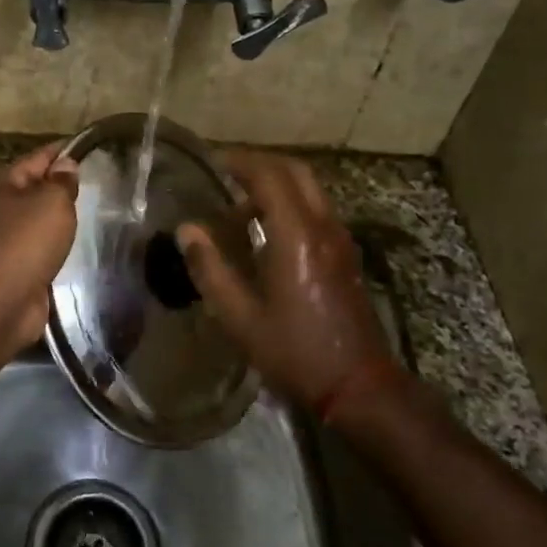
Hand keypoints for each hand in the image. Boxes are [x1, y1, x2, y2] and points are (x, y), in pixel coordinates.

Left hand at [0, 141, 80, 348]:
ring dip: (59, 218)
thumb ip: (62, 181)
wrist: (3, 301)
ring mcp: (4, 238)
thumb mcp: (52, 201)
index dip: (65, 152)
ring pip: (38, 218)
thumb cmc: (26, 240)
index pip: (39, 156)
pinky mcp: (14, 265)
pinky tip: (74, 244)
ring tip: (91, 213)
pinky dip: (55, 244)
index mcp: (2, 182)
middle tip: (99, 184)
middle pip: (36, 187)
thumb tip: (66, 165)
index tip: (91, 148)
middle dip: (62, 186)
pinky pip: (40, 245)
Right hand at [176, 150, 390, 414]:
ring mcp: (339, 239)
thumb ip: (211, 268)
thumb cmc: (295, 351)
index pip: (269, 175)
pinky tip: (265, 231)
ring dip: (275, 183)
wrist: (359, 385)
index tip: (211, 160)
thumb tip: (186, 230)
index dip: (239, 160)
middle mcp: (323, 226)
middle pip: (294, 171)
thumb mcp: (240, 317)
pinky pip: (315, 209)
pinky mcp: (345, 254)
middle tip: (226, 171)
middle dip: (259, 163)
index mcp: (296, 235)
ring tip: (238, 205)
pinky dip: (289, 202)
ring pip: (308, 188)